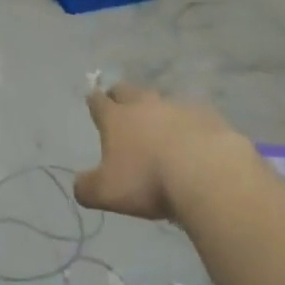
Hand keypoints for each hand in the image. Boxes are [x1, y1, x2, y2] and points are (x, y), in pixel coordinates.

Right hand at [74, 84, 257, 222]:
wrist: (205, 172)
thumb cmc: (148, 181)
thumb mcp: (107, 193)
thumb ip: (87, 188)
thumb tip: (79, 185)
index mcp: (116, 118)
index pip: (98, 102)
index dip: (93, 100)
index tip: (92, 99)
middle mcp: (144, 105)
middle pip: (127, 90)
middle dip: (120, 95)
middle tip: (119, 105)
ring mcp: (176, 106)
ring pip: (159, 100)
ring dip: (155, 110)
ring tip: (157, 127)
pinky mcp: (205, 114)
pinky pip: (190, 114)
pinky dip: (186, 123)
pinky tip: (192, 139)